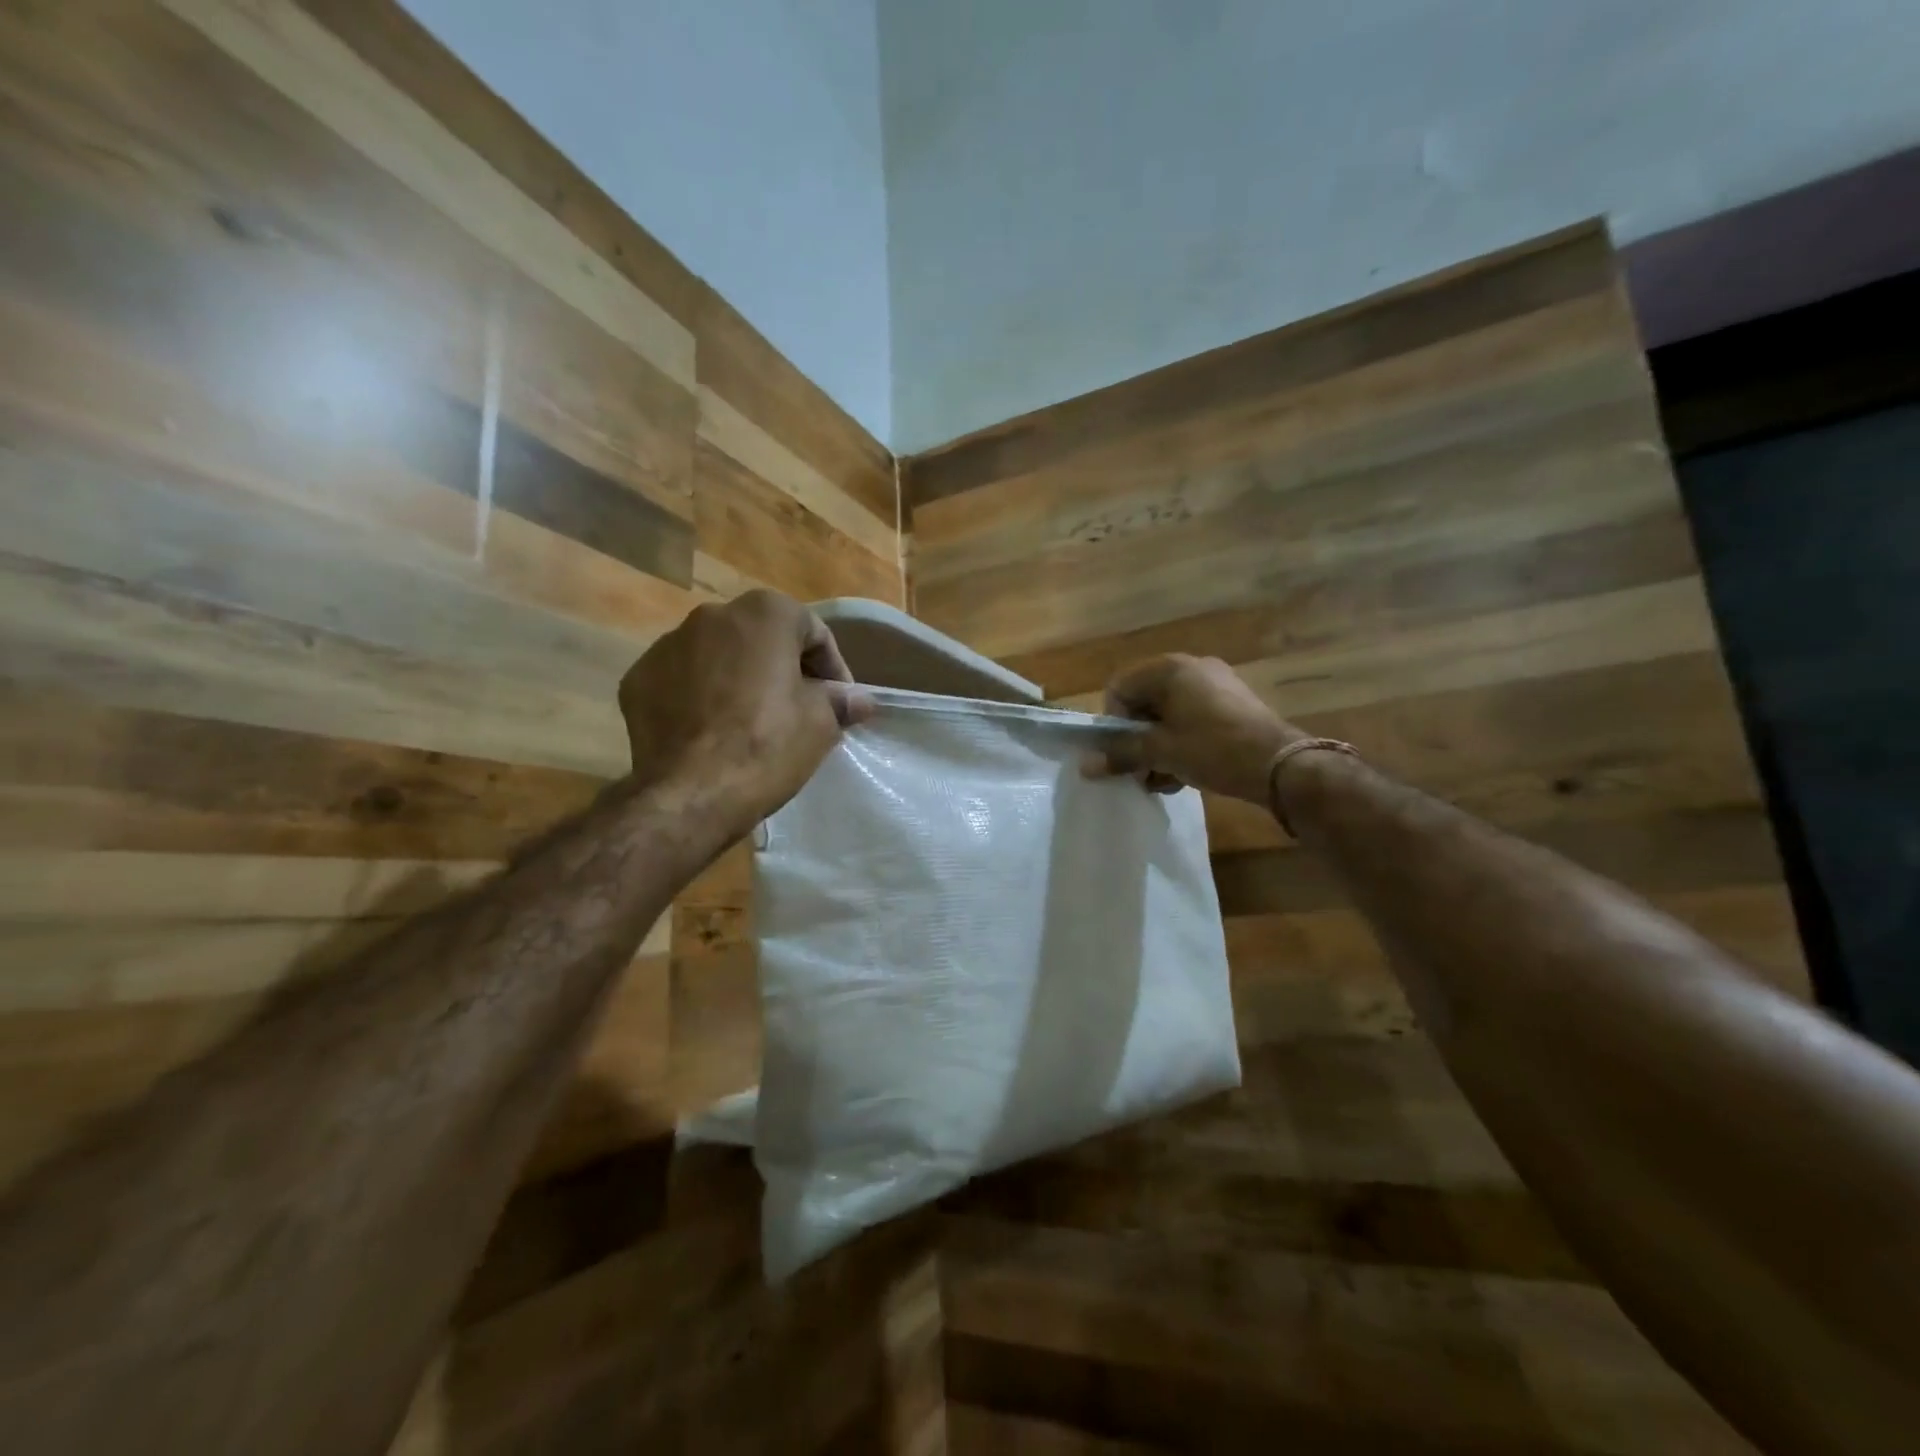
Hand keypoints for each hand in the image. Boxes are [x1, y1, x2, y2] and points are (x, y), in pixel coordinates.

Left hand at [618, 590, 873, 835]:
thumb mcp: (821, 724)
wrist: (691, 793)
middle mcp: (712, 615)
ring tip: (750, 722)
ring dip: (738, 678)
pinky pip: (681, 680)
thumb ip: (839, 701)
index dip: (832, 668)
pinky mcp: (637, 679)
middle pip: (761, 638)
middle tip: (798, 708)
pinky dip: (699, 696)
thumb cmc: (768, 746)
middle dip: (782, 667)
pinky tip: (711, 731)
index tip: (839, 701)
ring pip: (717, 655)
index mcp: (764, 614)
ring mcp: (667, 645)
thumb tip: (859, 700)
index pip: (812, 631)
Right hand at [1085, 654, 1305, 804]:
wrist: (1281, 765)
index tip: (1124, 753)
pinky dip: (1182, 742)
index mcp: (1169, 669)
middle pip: (1144, 702)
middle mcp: (1191, 667)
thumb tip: (1085, 766)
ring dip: (1158, 746)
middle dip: (1137, 739)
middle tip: (1142, 770)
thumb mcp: (1161, 753)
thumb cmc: (1213, 750)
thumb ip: (1121, 755)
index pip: (1119, 689)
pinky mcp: (1232, 703)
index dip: (1114, 723)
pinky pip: (1192, 718)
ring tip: (1165, 778)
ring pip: (1168, 714)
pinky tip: (1186, 772)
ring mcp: (1215, 684)